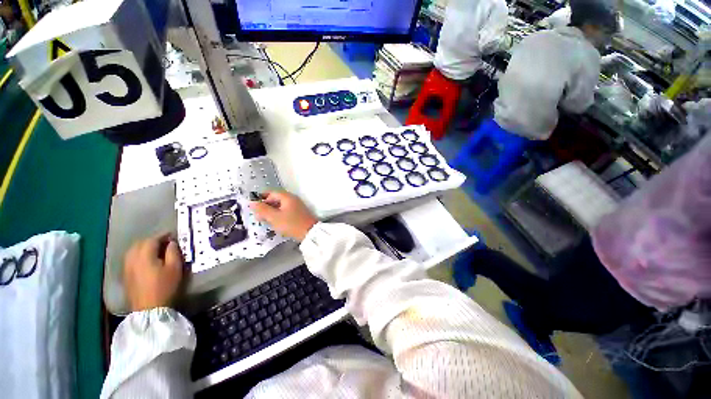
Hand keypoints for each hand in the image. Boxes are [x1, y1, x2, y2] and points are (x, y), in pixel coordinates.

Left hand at [123, 234, 183, 311]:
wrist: (149, 308)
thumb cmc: (165, 286)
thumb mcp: (175, 268)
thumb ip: (173, 252)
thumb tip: (171, 243)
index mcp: (145, 256)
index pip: (152, 240)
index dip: (163, 236)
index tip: (172, 235)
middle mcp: (132, 259)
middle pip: (140, 244)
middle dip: (152, 240)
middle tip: (165, 242)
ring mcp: (126, 267)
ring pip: (133, 251)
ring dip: (144, 247)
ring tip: (155, 250)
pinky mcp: (126, 275)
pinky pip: (130, 258)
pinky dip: (138, 255)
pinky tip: (146, 260)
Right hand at [249, 191, 317, 240]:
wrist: (310, 233)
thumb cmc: (291, 224)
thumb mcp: (274, 217)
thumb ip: (262, 209)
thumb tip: (252, 202)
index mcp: (287, 197)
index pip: (272, 192)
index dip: (262, 198)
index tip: (254, 207)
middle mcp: (293, 199)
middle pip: (276, 199)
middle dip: (266, 206)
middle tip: (259, 216)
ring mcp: (297, 206)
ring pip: (280, 206)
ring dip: (272, 212)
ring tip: (266, 221)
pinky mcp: (299, 213)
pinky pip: (286, 211)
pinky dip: (279, 215)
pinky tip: (275, 223)